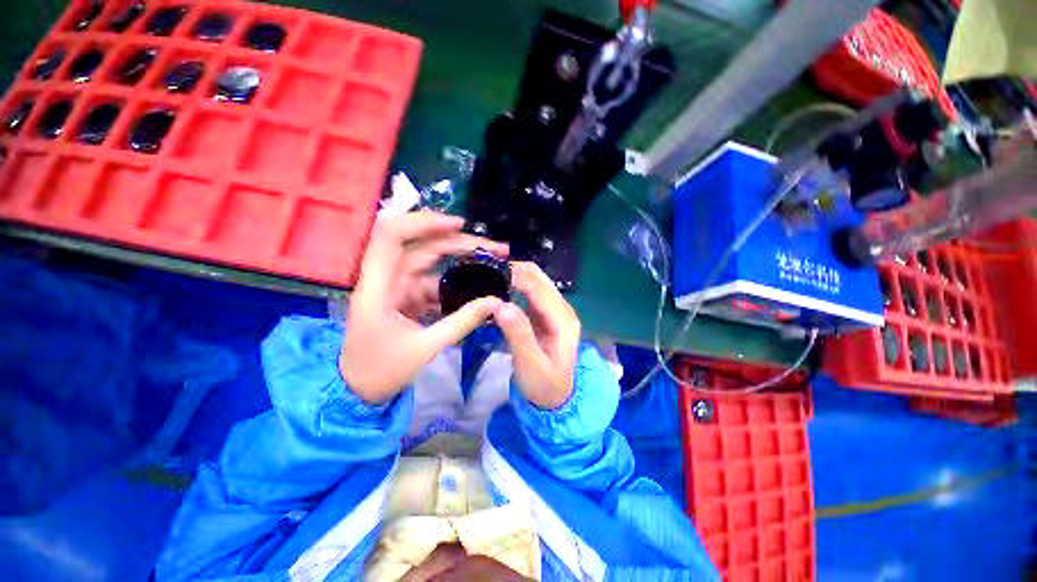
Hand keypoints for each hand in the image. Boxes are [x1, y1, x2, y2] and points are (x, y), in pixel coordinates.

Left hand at [341, 211, 506, 404]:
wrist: (358, 390)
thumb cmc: (382, 371)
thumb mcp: (426, 348)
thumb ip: (462, 322)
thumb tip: (496, 302)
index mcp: (377, 286)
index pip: (391, 236)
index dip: (423, 222)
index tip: (459, 225)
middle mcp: (386, 279)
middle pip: (422, 246)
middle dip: (460, 242)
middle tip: (496, 248)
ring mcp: (397, 287)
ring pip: (431, 262)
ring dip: (461, 258)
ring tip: (493, 258)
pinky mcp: (407, 297)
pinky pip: (434, 281)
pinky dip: (455, 281)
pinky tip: (476, 284)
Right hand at [493, 262, 580, 409]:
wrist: (555, 397)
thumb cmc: (543, 385)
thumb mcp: (530, 365)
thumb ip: (518, 334)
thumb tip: (500, 305)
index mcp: (563, 319)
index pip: (537, 287)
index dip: (514, 275)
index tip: (487, 272)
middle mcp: (562, 308)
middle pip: (538, 277)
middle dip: (513, 269)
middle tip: (485, 271)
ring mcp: (554, 310)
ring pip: (534, 281)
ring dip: (513, 275)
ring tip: (488, 277)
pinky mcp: (544, 314)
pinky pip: (529, 292)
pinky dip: (513, 285)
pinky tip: (498, 288)